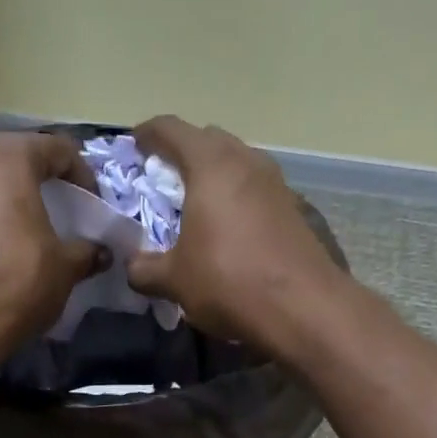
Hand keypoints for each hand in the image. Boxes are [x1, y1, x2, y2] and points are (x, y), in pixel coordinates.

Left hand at [0, 132, 104, 366]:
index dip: (83, 174)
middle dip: (46, 183)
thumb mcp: (65, 267)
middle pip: (19, 160)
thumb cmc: (17, 281)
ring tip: (39, 233)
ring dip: (17, 201)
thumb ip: (86, 251)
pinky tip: (9, 249)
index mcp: (7, 158)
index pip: (56, 148)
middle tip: (68, 212)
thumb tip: (101, 252)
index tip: (95, 205)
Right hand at [126, 117, 344, 356]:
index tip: (133, 143)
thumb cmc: (229, 281)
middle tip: (163, 175)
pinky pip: (256, 190)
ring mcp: (276, 184)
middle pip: (209, 140)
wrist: (304, 308)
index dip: (147, 133)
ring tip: (196, 202)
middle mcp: (246, 162)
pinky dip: (237, 198)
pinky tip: (229, 228)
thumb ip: (144, 268)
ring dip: (214, 175)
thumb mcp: (174, 280)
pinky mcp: (294, 210)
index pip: (171, 129)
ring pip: (237, 163)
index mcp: (211, 165)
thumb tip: (132, 266)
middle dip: (183, 151)